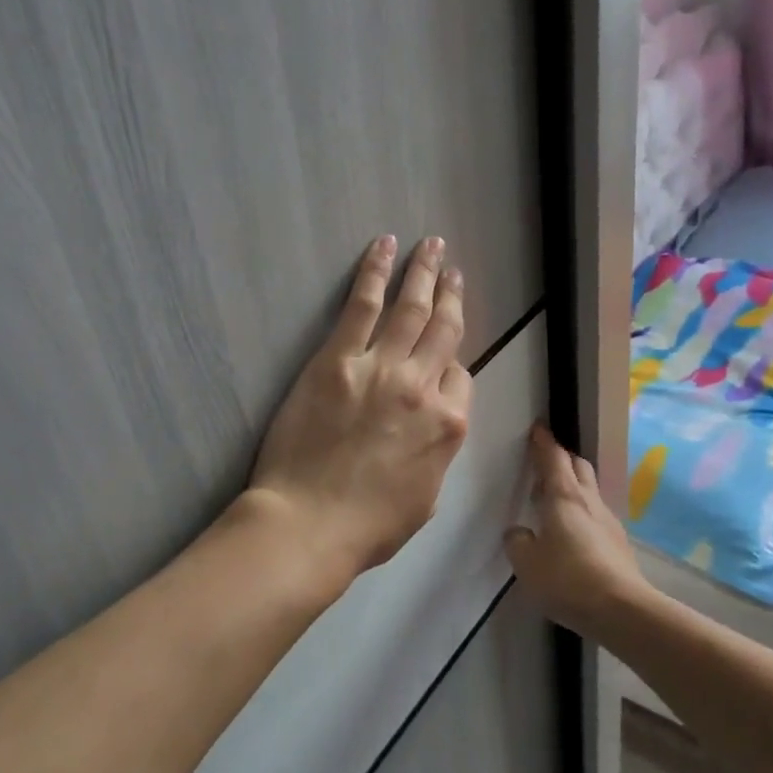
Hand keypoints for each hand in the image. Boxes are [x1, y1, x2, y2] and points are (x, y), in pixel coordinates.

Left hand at [249, 235, 471, 576]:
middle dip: (452, 295)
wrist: (310, 524)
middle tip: (453, 269)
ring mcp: (381, 369)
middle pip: (445, 330)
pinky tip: (384, 247)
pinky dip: (375, 272)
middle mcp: (424, 388)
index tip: (441, 355)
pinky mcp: (338, 359)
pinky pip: (362, 305)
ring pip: (411, 308)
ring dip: (423, 273)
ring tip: (431, 246)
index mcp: (449, 426)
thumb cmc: (367, 526)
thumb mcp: (426, 498)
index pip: (462, 377)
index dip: (452, 362)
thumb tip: (433, 425)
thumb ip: (437, 453)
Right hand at [504, 423, 650, 634]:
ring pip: (589, 490)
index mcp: (563, 496)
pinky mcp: (618, 543)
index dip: (543, 442)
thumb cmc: (568, 579)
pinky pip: (596, 515)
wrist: (622, 610)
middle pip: (578, 466)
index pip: (553, 458)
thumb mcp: (526, 563)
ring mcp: (607, 521)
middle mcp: (588, 501)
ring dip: (572, 486)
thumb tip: (520, 533)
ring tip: (552, 501)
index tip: (537, 428)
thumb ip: (517, 542)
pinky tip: (571, 533)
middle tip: (543, 465)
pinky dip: (581, 512)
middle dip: (561, 459)